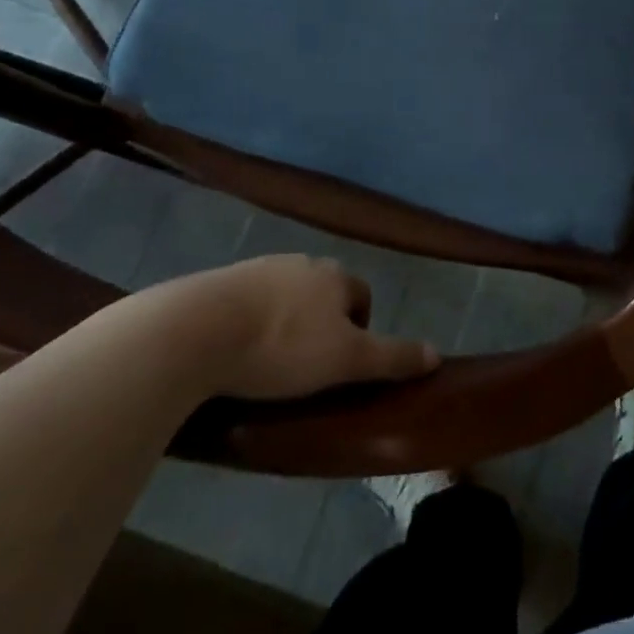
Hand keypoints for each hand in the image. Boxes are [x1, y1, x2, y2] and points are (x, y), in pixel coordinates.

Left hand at [132, 255, 441, 401]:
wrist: (196, 330)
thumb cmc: (283, 347)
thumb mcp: (346, 361)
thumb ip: (392, 357)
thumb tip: (437, 354)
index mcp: (335, 275)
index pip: (361, 296)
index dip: (358, 332)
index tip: (340, 368)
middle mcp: (301, 262)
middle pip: (323, 295)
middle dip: (320, 326)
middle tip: (305, 371)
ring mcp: (258, 268)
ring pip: (284, 298)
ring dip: (283, 325)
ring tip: (266, 368)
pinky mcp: (218, 283)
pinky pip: (246, 303)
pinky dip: (248, 325)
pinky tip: (233, 355)